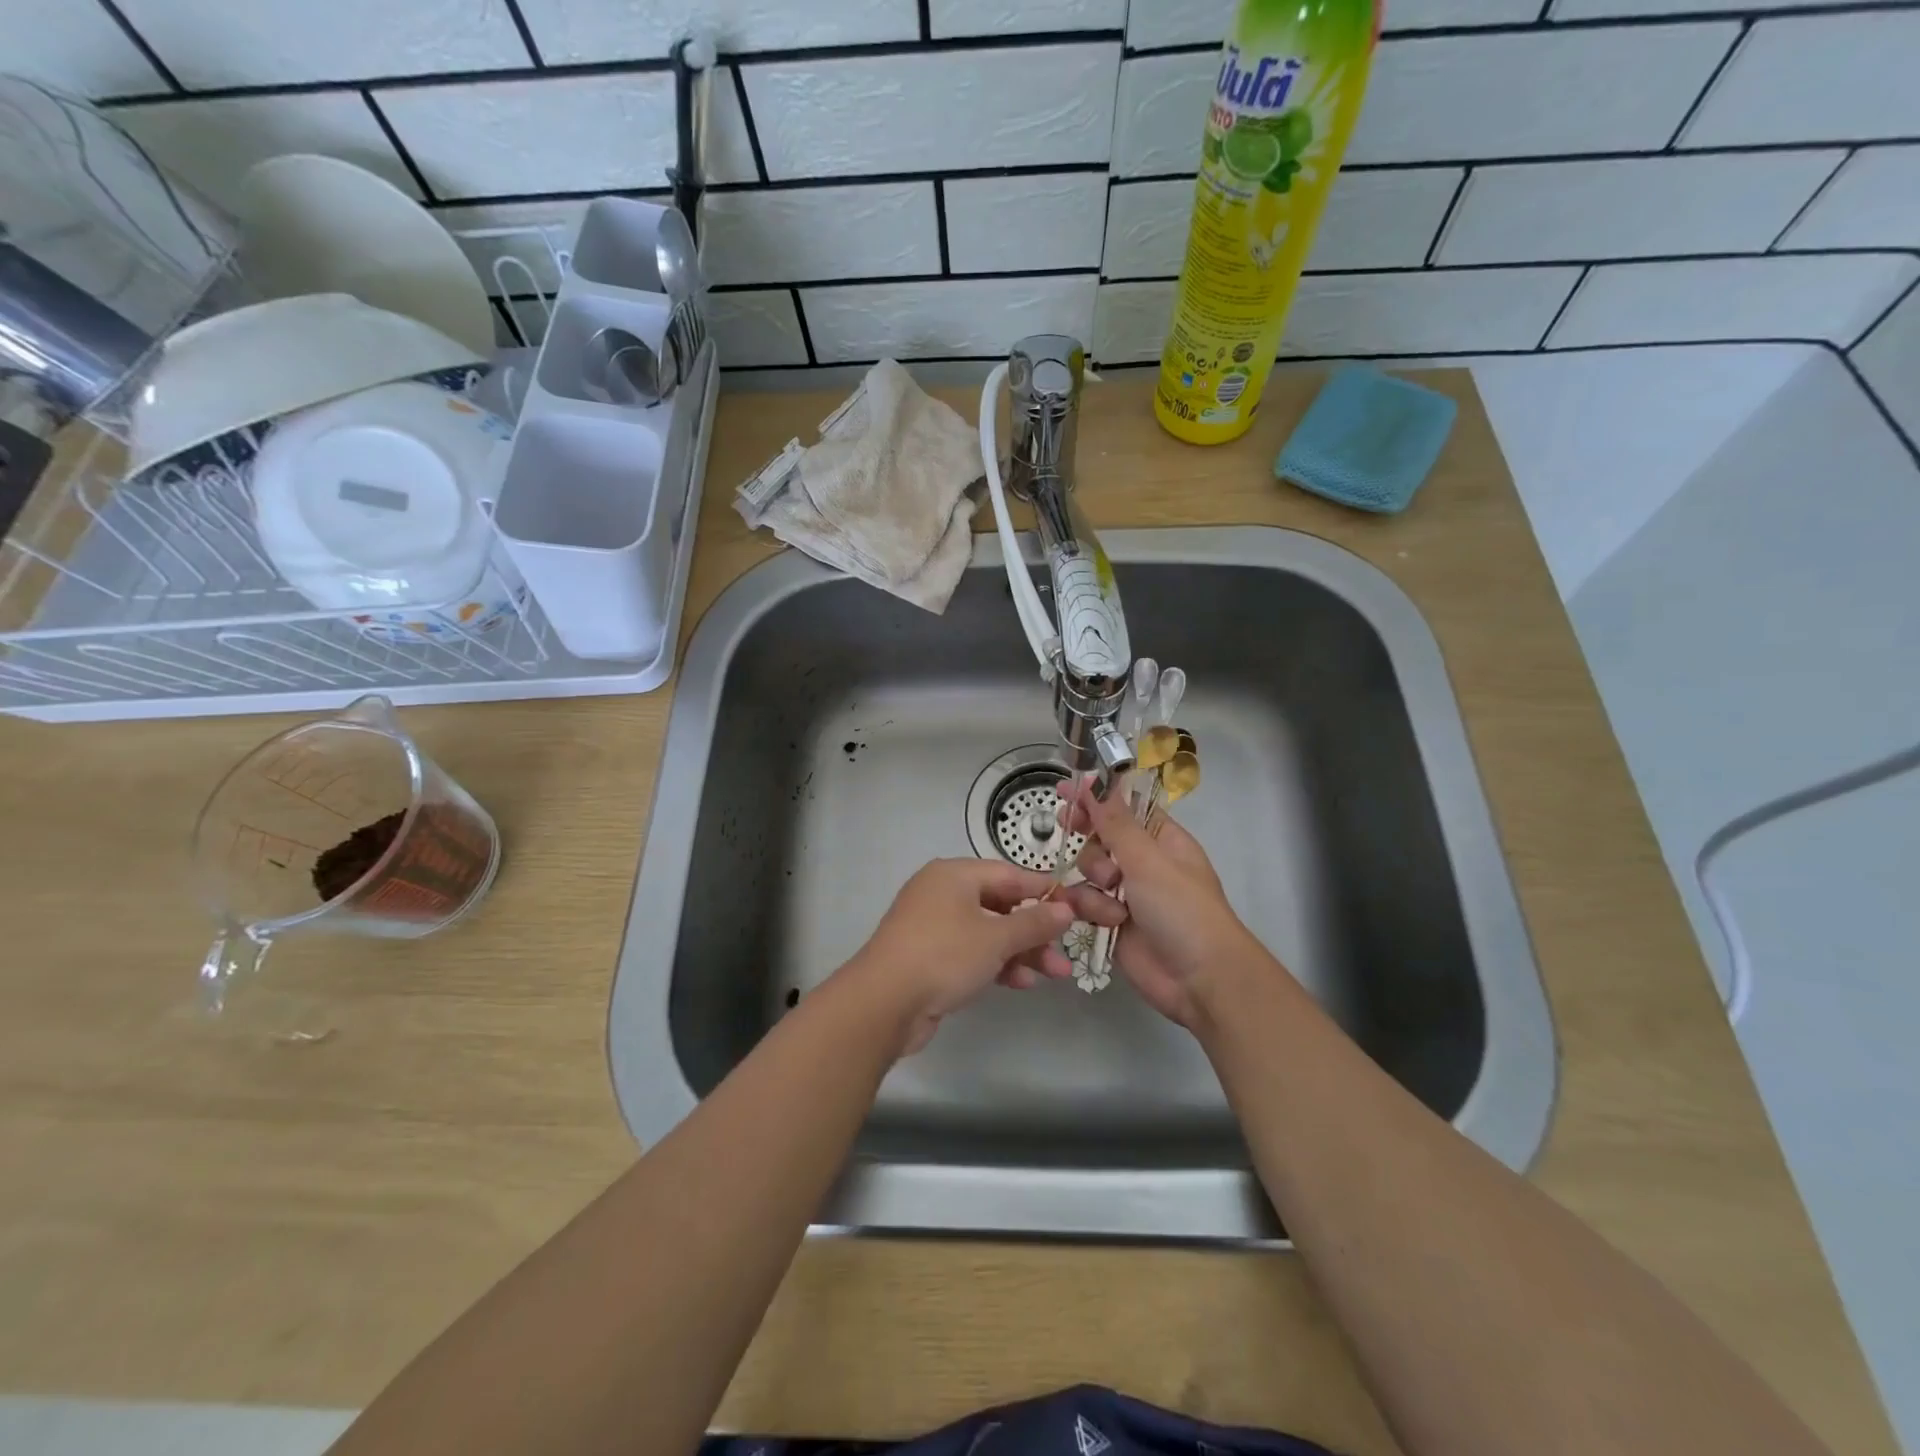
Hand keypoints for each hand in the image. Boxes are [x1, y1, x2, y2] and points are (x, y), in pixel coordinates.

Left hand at [842, 858, 1123, 1054]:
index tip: (1076, 905)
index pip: (1009, 874)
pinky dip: (997, 964)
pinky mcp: (929, 957)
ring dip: (1021, 951)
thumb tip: (1065, 908)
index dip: (1043, 890)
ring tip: (1055, 974)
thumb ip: (1034, 923)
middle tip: (1066, 949)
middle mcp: (942, 894)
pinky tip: (1022, 983)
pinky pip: (972, 953)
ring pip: (988, 932)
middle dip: (1035, 930)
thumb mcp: (996, 938)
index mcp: (954, 875)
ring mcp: (933, 926)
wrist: (884, 1002)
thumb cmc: (944, 955)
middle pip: (1000, 905)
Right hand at [1059, 779, 1269, 1028]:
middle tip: (1066, 824)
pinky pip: (1086, 903)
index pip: (1124, 808)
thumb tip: (1096, 781)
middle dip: (1088, 836)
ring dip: (1094, 880)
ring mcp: (1127, 894)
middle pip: (1100, 837)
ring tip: (1112, 896)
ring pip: (1088, 872)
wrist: (1200, 979)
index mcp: (1162, 840)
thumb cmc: (1182, 909)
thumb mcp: (1148, 859)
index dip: (1097, 797)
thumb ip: (1115, 822)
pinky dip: (1092, 910)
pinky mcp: (1112, 924)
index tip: (1066, 788)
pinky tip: (1107, 921)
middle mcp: (1143, 863)